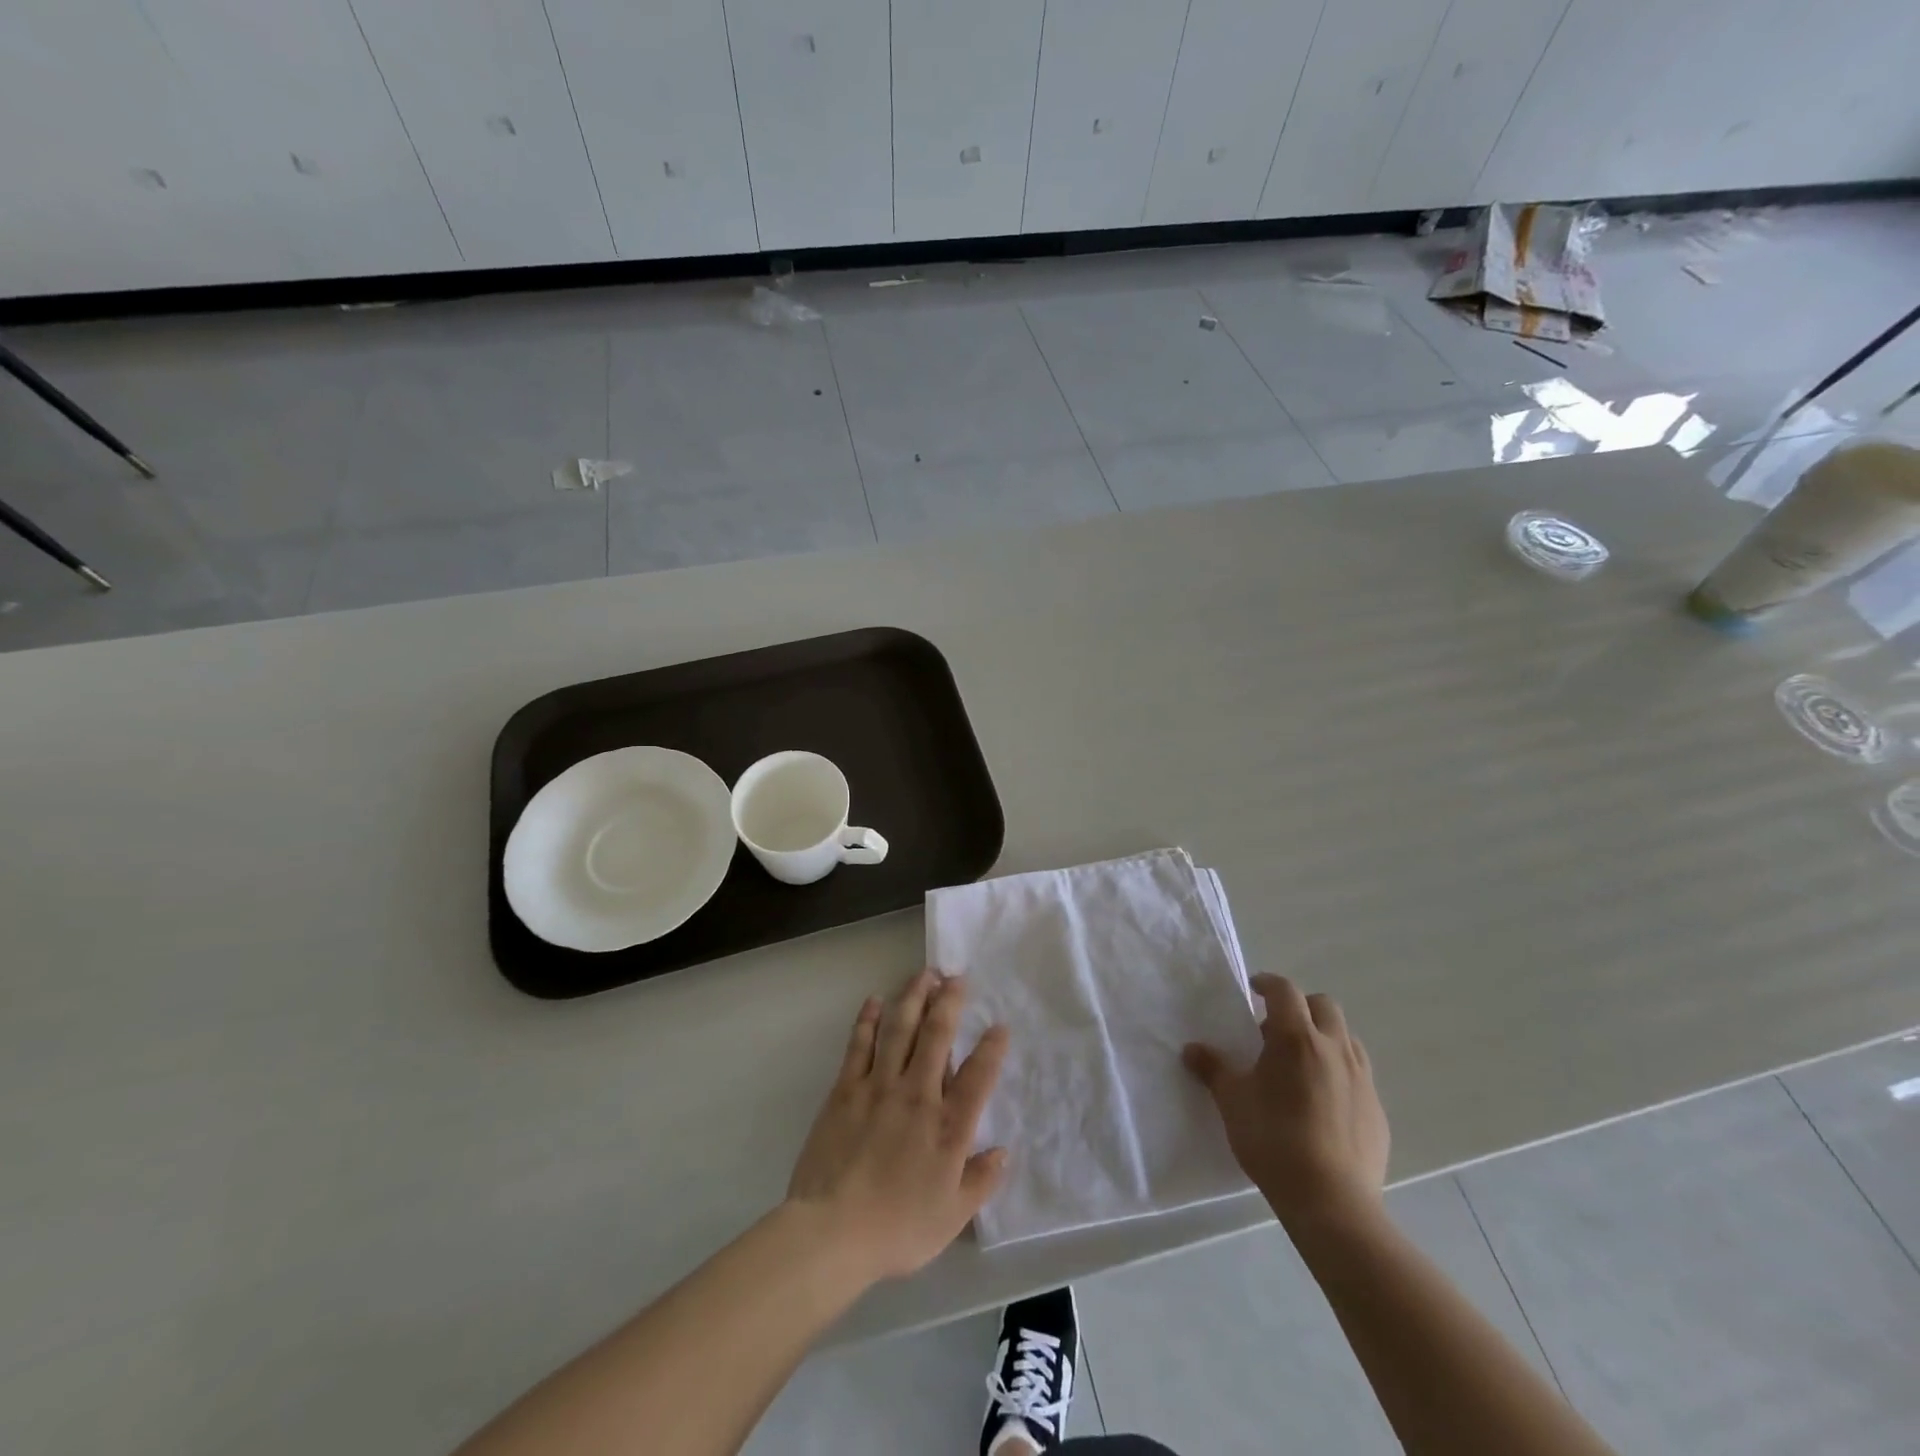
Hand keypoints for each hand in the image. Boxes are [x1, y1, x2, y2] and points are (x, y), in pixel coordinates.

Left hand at [786, 970, 1008, 1282]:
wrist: (832, 1231)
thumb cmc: (897, 1228)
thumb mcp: (951, 1216)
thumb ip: (980, 1181)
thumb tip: (1003, 1152)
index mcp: (948, 1126)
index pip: (978, 1075)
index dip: (992, 1048)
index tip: (1000, 1026)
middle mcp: (918, 1094)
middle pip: (937, 1035)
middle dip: (949, 1002)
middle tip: (956, 977)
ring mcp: (879, 1086)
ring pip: (900, 1029)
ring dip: (913, 997)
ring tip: (924, 975)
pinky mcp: (846, 1089)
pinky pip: (860, 1044)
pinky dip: (868, 1019)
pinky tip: (874, 1000)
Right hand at [1184, 974, 1388, 1232]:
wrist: (1331, 1201)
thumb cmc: (1274, 1140)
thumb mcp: (1233, 1101)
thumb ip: (1213, 1069)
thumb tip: (1192, 1049)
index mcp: (1297, 1038)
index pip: (1285, 990)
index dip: (1268, 983)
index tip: (1254, 989)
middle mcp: (1334, 1049)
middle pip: (1324, 1006)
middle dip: (1300, 1007)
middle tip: (1276, 1028)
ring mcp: (1362, 1079)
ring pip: (1346, 1039)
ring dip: (1324, 1037)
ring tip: (1301, 1062)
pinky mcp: (1377, 1110)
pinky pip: (1359, 1075)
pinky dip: (1340, 1072)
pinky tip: (1322, 1101)